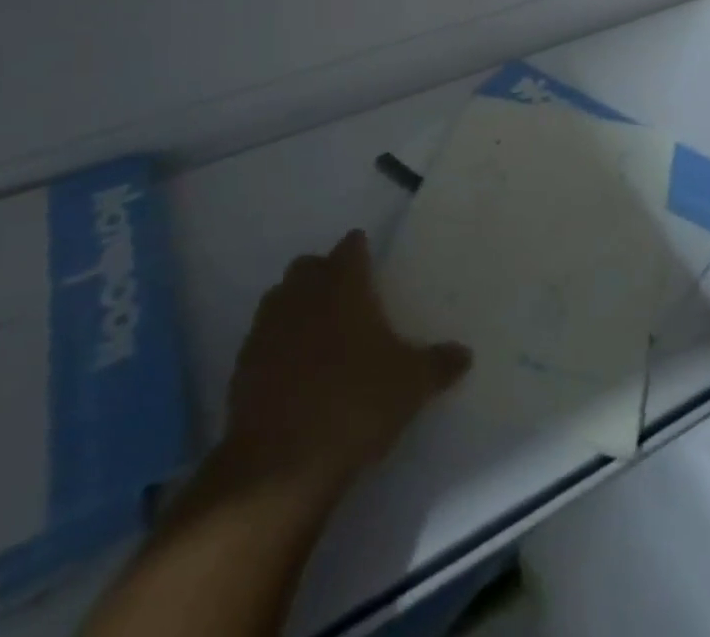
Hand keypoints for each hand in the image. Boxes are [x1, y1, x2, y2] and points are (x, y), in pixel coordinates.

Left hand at [219, 230, 470, 500]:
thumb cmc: (356, 404)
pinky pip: (262, 338)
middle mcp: (302, 292)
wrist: (281, 463)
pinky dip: (277, 344)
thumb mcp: (411, 385)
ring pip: (281, 297)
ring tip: (319, 334)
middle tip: (347, 298)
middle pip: (310, 265)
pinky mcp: (243, 362)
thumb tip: (466, 353)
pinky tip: (292, 371)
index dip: (361, 251)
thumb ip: (439, 364)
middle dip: (325, 274)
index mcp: (343, 284)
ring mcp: (267, 325)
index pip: (351, 247)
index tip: (370, 262)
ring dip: (297, 306)